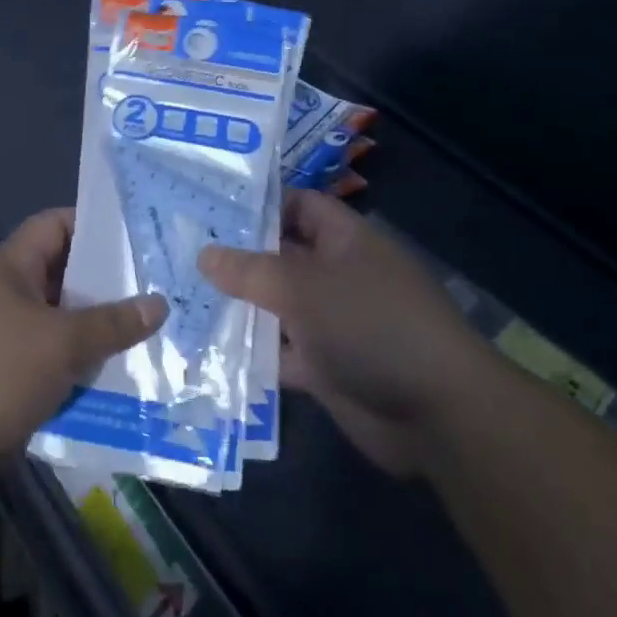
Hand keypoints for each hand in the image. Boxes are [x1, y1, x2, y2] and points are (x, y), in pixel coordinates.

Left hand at [0, 209, 166, 516]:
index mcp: (11, 268)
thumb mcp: (58, 341)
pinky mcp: (6, 391)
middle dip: (112, 290)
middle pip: (67, 282)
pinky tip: (127, 390)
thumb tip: (159, 303)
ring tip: (160, 342)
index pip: (57, 226)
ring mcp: (5, 347)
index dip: (96, 224)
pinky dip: (83, 381)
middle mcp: (7, 300)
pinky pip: (54, 376)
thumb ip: (110, 323)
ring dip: (102, 342)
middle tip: (167, 293)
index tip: (142, 236)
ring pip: (64, 334)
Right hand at [199, 190, 478, 476]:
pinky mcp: (327, 366)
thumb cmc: (370, 325)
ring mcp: (333, 322)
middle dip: (238, 257)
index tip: (209, 205)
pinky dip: (254, 353)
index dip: (259, 204)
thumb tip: (205, 254)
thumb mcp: (303, 288)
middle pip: (282, 256)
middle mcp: (338, 274)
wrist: (435, 413)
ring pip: (278, 306)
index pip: (299, 205)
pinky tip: (207, 351)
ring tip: (182, 296)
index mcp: (345, 239)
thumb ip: (250, 271)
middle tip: (181, 252)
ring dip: (241, 306)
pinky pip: (282, 352)